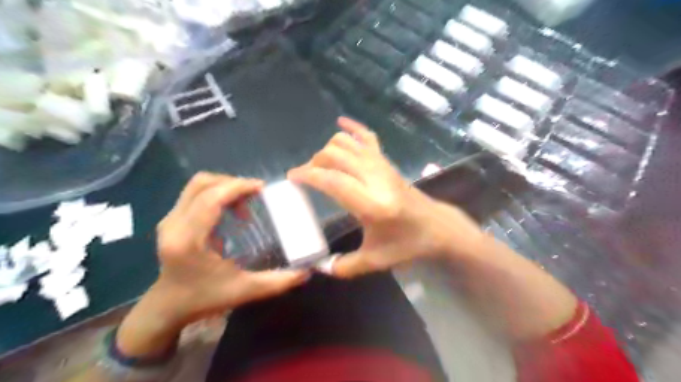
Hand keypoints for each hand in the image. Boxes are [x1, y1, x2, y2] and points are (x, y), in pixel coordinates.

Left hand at [154, 173, 308, 321]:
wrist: (168, 307)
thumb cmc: (205, 299)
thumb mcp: (245, 291)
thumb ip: (278, 282)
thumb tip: (307, 271)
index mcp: (189, 239)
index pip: (211, 198)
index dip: (238, 186)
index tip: (262, 188)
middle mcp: (174, 224)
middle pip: (202, 184)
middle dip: (233, 183)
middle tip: (256, 194)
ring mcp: (169, 220)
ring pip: (197, 186)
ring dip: (224, 187)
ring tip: (246, 201)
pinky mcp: (171, 220)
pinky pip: (195, 194)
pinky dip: (217, 193)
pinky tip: (232, 209)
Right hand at [287, 116, 483, 277]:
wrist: (436, 227)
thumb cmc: (406, 244)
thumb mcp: (375, 261)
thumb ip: (344, 266)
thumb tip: (318, 267)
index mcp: (372, 204)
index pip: (333, 181)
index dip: (308, 175)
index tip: (292, 178)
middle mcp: (376, 178)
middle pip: (336, 156)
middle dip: (314, 162)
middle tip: (305, 176)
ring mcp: (382, 166)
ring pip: (348, 143)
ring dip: (328, 149)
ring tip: (319, 164)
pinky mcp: (387, 162)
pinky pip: (368, 137)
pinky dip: (353, 128)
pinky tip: (340, 123)